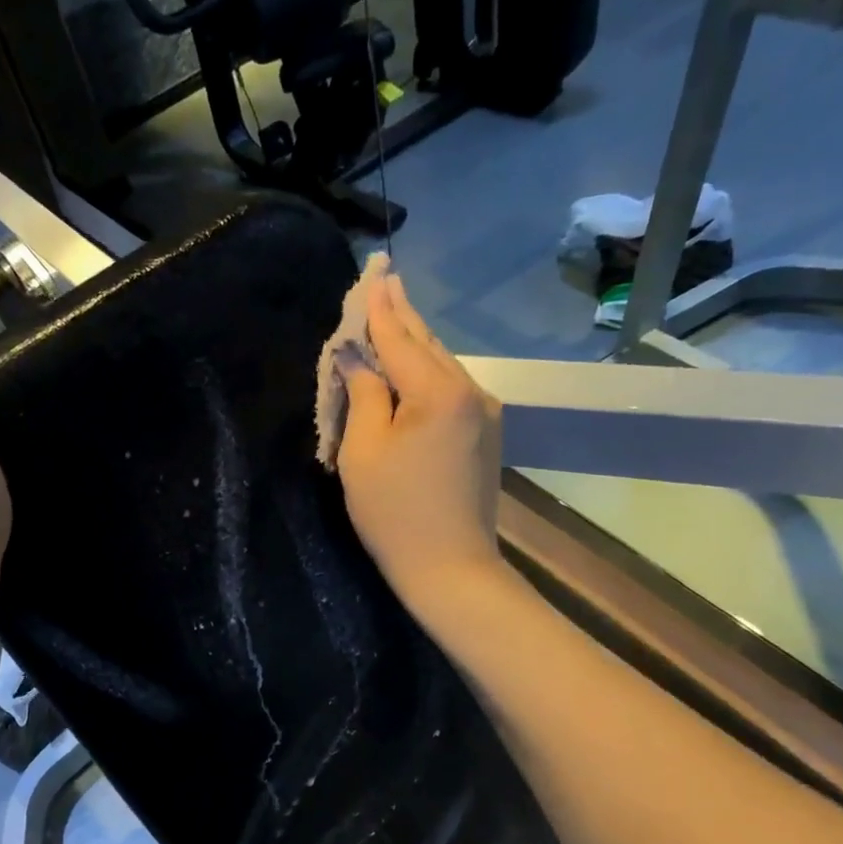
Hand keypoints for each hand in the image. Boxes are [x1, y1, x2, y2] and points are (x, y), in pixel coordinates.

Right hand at [335, 269, 503, 609]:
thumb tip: (357, 359)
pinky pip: (450, 390)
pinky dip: (426, 373)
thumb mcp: (364, 451)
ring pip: (442, 366)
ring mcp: (484, 414)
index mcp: (439, 392)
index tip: (372, 275)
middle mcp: (471, 392)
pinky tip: (411, 365)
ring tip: (393, 315)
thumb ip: (364, 395)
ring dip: (414, 344)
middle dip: (402, 315)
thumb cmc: (394, 513)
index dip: (380, 310)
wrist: (451, 568)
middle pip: (427, 345)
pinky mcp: (485, 435)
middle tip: (385, 281)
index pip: (400, 339)